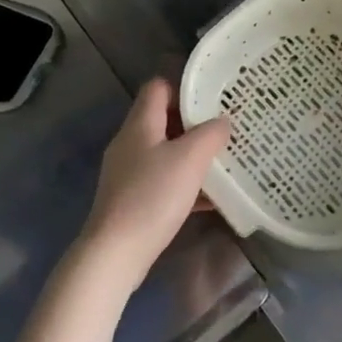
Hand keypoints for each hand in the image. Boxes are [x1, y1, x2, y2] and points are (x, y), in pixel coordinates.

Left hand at [77, 80, 229, 294]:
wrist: (115, 253)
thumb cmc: (153, 196)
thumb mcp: (190, 159)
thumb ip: (210, 134)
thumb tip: (222, 121)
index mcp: (140, 124)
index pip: (159, 87)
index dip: (185, 88)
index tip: (214, 98)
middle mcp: (130, 143)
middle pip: (164, 120)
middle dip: (195, 124)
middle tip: (226, 130)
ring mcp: (128, 173)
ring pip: (166, 152)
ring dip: (192, 156)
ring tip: (223, 162)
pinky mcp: (131, 199)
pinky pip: (163, 181)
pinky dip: (185, 184)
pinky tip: (211, 199)